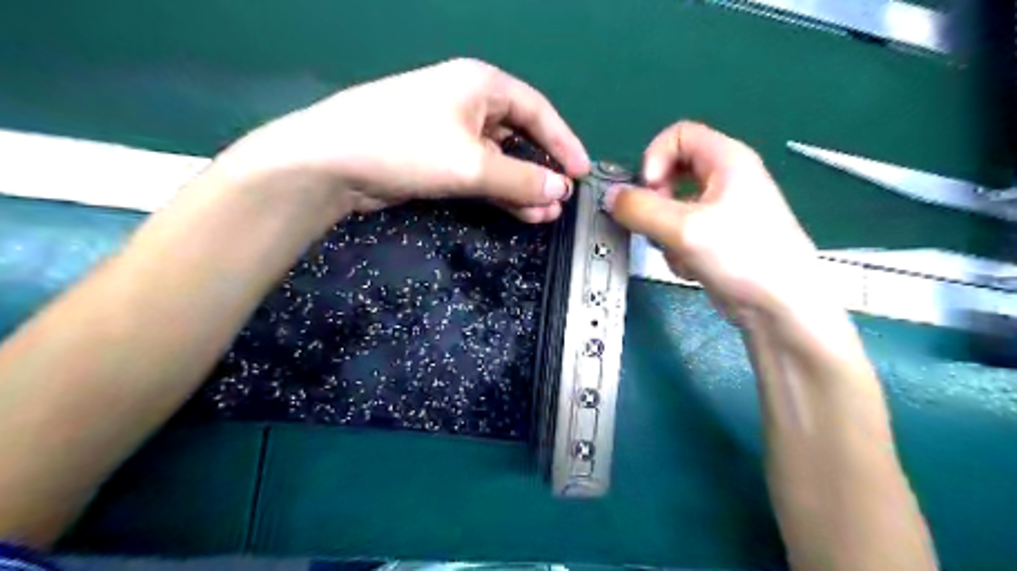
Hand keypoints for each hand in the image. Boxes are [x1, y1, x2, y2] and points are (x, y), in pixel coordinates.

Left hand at [218, 55, 593, 223]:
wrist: (333, 163)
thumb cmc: (407, 147)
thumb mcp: (472, 164)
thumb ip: (520, 179)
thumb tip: (560, 190)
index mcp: (482, 86)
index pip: (538, 112)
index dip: (564, 143)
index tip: (581, 173)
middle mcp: (469, 102)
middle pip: (520, 136)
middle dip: (543, 170)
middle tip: (561, 200)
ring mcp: (451, 131)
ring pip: (501, 159)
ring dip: (523, 186)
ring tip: (545, 213)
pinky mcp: (437, 157)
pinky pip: (480, 172)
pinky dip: (499, 191)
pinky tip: (518, 211)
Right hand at [602, 120, 816, 316]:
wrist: (779, 307)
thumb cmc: (741, 256)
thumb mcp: (684, 229)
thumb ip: (640, 209)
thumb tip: (610, 197)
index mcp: (726, 159)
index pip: (677, 135)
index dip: (655, 158)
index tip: (649, 191)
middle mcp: (724, 179)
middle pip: (671, 173)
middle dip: (656, 203)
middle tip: (657, 226)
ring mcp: (721, 210)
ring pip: (672, 208)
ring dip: (665, 233)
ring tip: (680, 254)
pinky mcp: (716, 238)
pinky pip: (681, 232)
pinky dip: (678, 249)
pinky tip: (693, 268)